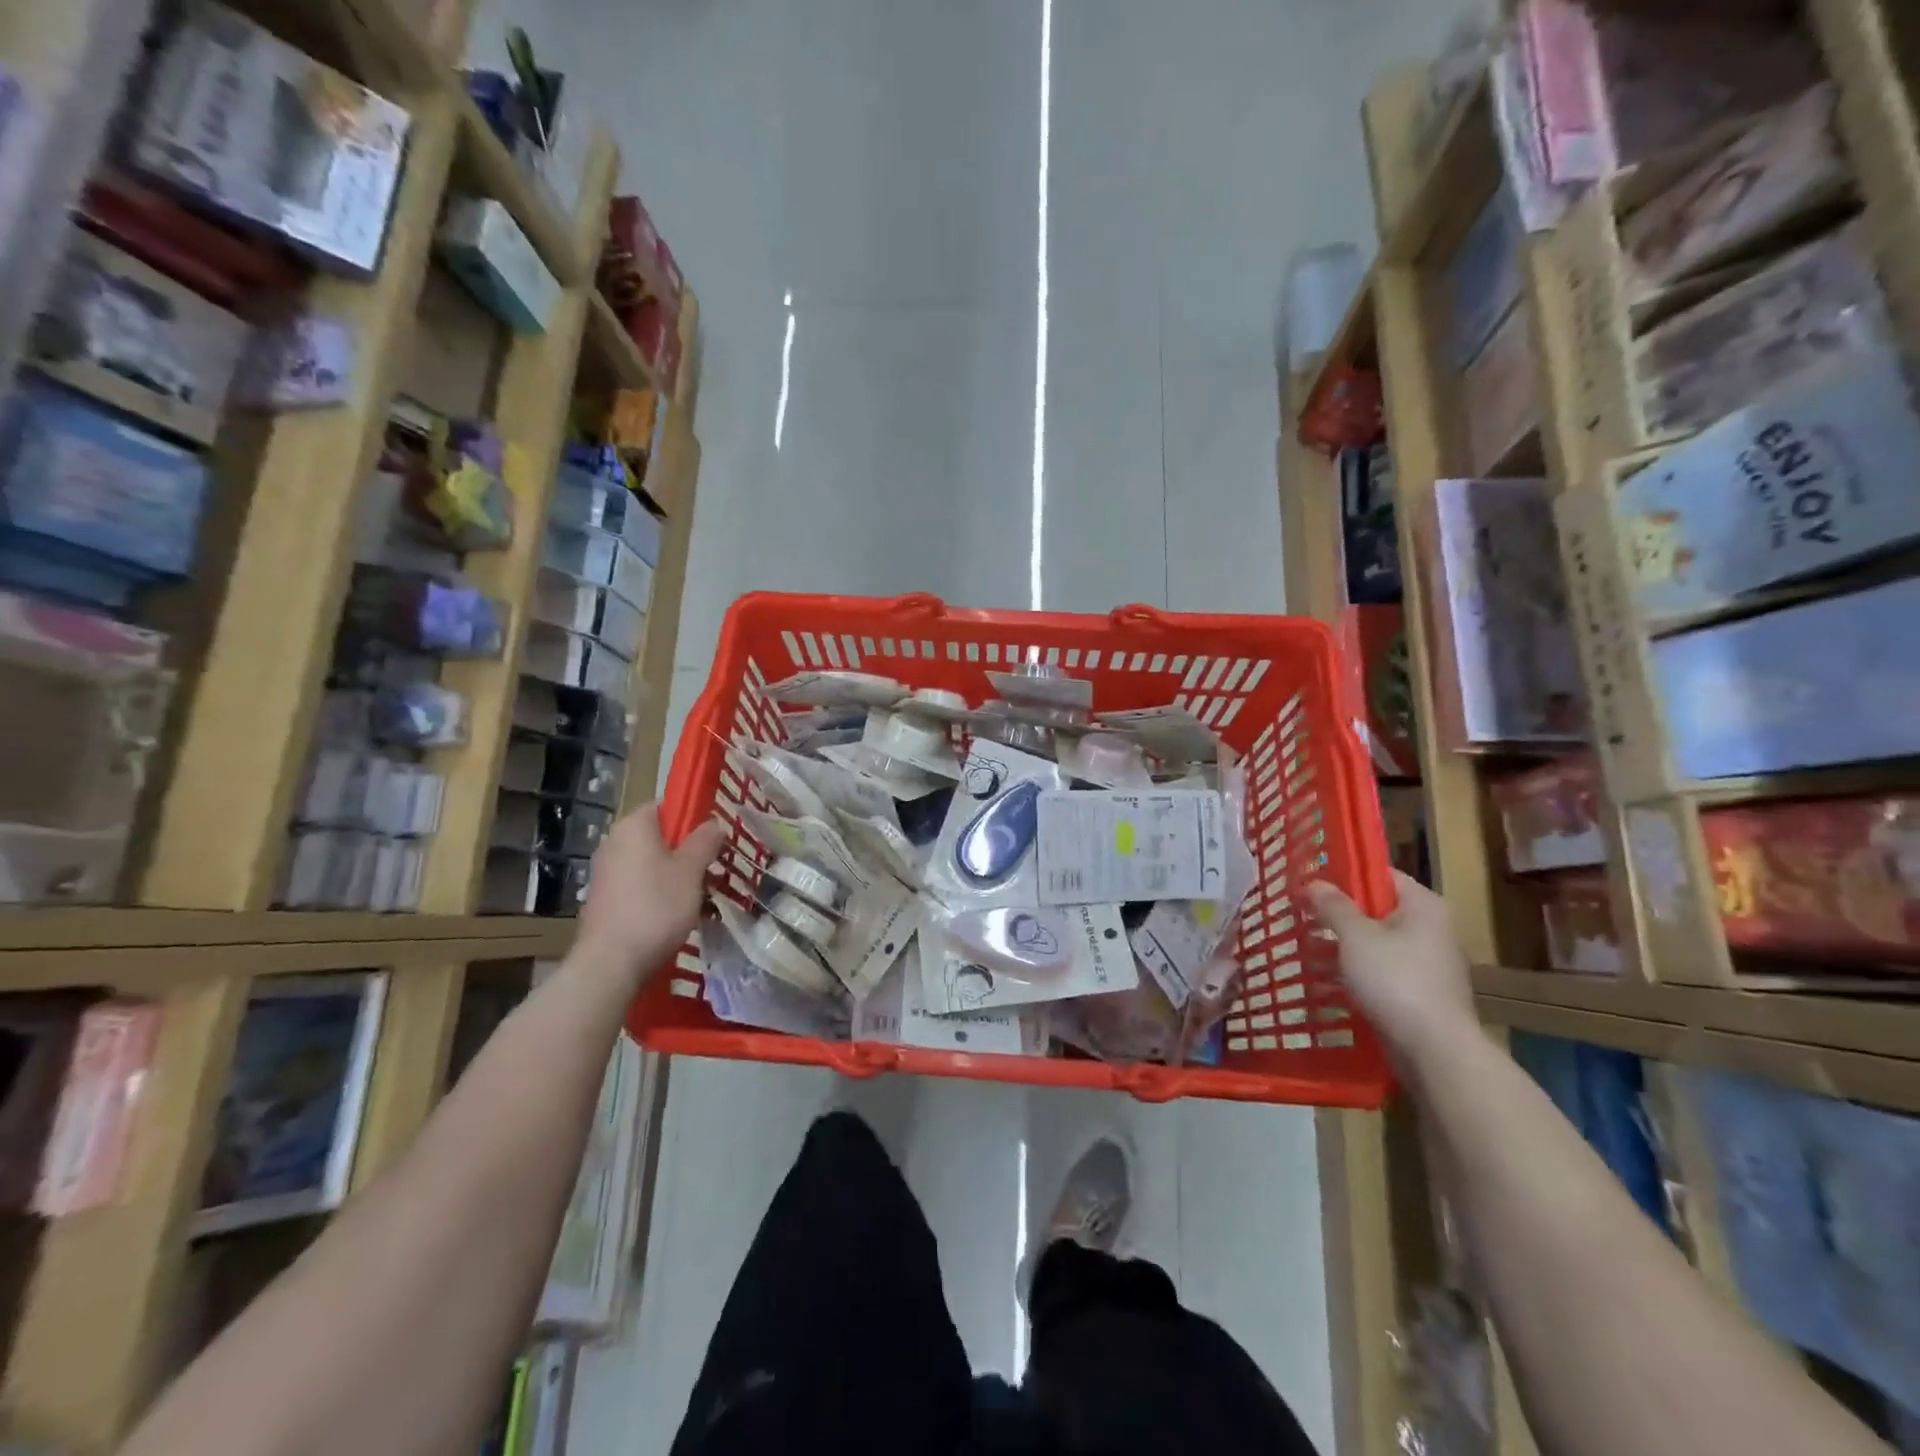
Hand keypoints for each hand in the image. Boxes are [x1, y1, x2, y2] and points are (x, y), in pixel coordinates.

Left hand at [578, 805, 727, 984]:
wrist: (611, 963)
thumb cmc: (656, 907)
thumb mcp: (691, 871)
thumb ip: (704, 842)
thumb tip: (713, 823)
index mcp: (634, 826)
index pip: (666, 806)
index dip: (692, 818)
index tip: (713, 839)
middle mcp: (614, 842)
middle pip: (658, 836)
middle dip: (686, 850)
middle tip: (712, 868)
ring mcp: (605, 872)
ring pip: (650, 863)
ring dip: (674, 874)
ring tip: (699, 895)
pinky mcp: (604, 899)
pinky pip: (639, 885)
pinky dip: (657, 893)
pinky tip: (675, 914)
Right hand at [1306, 871, 1479, 1073]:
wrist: (1434, 1050)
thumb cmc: (1395, 979)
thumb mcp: (1355, 935)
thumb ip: (1332, 905)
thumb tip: (1314, 882)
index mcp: (1424, 906)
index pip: (1381, 875)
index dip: (1344, 875)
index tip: (1311, 883)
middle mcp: (1432, 930)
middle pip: (1377, 910)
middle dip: (1338, 915)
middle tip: (1301, 915)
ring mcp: (1428, 964)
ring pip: (1376, 944)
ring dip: (1342, 946)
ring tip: (1304, 948)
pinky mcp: (1420, 994)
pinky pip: (1381, 972)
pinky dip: (1355, 972)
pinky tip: (1325, 980)